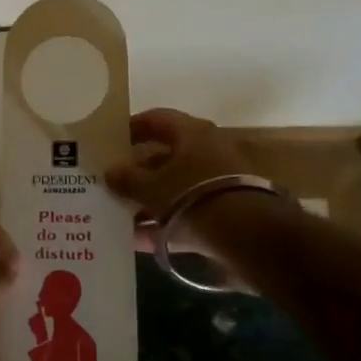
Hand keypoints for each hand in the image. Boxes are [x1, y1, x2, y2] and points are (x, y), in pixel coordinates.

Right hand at [106, 108, 262, 286]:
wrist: (252, 237)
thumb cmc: (194, 197)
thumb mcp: (152, 189)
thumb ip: (128, 180)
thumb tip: (109, 172)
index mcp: (191, 133)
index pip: (155, 119)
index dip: (131, 128)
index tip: (110, 143)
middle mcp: (208, 150)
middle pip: (165, 156)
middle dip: (138, 172)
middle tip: (112, 184)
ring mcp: (219, 182)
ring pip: (176, 187)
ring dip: (150, 201)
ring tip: (121, 217)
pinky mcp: (226, 211)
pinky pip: (188, 212)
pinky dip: (166, 224)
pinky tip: (141, 241)